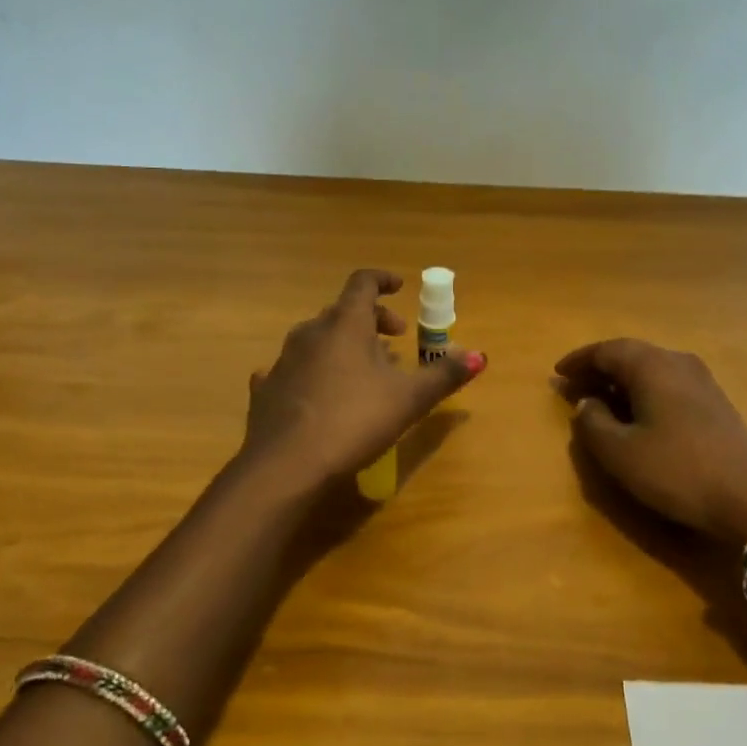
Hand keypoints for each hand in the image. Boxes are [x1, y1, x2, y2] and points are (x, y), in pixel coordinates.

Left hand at [241, 269, 484, 489]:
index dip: (383, 280)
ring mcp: (284, 360)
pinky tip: (315, 390)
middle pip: (343, 311)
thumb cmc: (354, 420)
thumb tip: (480, 356)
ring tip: (364, 370)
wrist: (284, 465)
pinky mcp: (266, 389)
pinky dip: (311, 370)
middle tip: (396, 339)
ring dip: (343, 345)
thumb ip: (443, 375)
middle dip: (372, 319)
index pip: (363, 283)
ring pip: (318, 339)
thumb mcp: (408, 400)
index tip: (401, 288)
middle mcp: (311, 332)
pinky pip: (293, 368)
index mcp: (346, 324)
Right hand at [555, 338, 746, 543]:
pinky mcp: (715, 401)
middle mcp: (677, 362)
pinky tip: (637, 416)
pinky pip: (668, 384)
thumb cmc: (677, 470)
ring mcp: (701, 380)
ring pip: (651, 369)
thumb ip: (593, 423)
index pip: (606, 350)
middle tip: (574, 387)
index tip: (557, 373)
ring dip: (622, 382)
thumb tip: (587, 403)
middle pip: (630, 355)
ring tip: (600, 401)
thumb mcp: (620, 452)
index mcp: (652, 365)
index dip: (579, 361)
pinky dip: (644, 392)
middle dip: (599, 369)